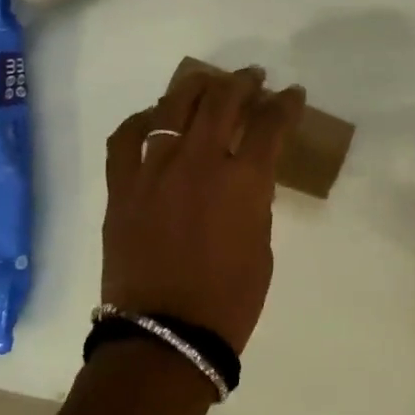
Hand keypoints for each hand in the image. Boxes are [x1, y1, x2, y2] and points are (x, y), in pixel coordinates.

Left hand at [102, 66, 304, 352]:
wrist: (166, 335)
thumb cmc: (229, 299)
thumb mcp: (261, 244)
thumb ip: (255, 200)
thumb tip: (244, 176)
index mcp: (243, 181)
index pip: (270, 124)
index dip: (285, 103)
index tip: (292, 94)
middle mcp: (199, 163)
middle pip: (222, 101)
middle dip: (244, 82)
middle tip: (253, 79)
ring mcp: (154, 171)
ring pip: (173, 107)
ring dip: (196, 87)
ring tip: (207, 83)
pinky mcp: (122, 187)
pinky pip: (125, 139)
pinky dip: (141, 121)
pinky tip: (153, 118)